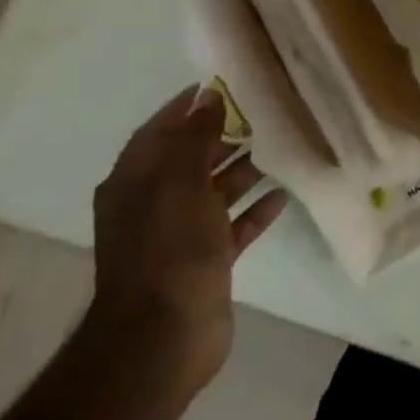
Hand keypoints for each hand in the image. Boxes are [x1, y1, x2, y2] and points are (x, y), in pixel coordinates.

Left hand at [89, 86, 286, 395]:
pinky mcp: (206, 261)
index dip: (187, 107)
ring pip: (215, 191)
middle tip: (267, 114)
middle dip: (222, 136)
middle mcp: (154, 204)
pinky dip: (255, 210)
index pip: (159, 131)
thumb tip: (208, 99)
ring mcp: (180, 235)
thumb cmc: (169, 250)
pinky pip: (234, 226)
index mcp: (135, 183)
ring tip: (283, 148)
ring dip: (244, 171)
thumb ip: (194, 140)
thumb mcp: (179, 185)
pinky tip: (283, 195)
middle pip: (190, 159)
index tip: (224, 84)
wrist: (163, 335)